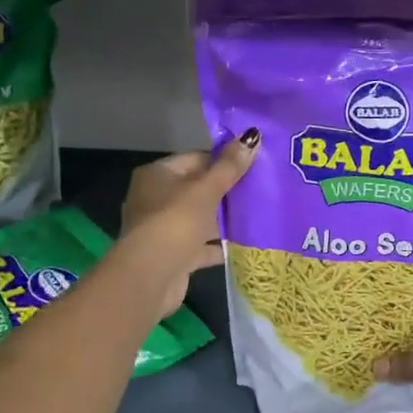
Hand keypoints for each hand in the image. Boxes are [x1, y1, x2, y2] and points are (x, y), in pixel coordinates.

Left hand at [117, 130, 258, 316]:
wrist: (151, 277)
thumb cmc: (176, 222)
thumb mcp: (207, 189)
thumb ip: (229, 166)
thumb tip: (251, 135)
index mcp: (158, 175)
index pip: (196, 158)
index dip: (224, 160)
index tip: (253, 164)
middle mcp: (156, 198)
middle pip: (198, 188)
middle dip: (227, 190)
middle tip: (261, 188)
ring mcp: (163, 229)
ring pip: (200, 217)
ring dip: (224, 219)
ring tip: (259, 213)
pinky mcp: (173, 255)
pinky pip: (201, 245)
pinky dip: (219, 245)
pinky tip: (246, 244)